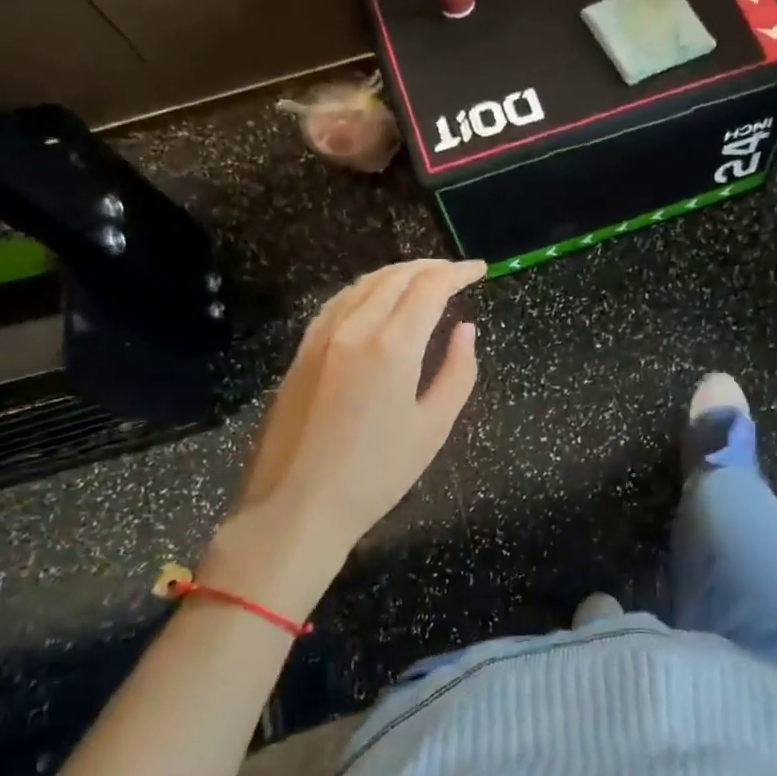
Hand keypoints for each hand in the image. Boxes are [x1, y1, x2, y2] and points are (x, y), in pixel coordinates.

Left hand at [202, 259, 484, 611]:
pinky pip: (338, 303)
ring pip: (363, 285)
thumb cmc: (376, 474)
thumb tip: (465, 329)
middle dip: (430, 267)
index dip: (457, 273)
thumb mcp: (433, 427)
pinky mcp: (301, 353)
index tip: (480, 269)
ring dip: (398, 274)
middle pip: (395, 277)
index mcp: (391, 346)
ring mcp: (321, 338)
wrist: (296, 508)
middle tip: (457, 272)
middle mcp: (354, 328)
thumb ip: (457, 370)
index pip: (429, 288)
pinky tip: (375, 300)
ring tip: (422, 279)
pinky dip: (366, 290)